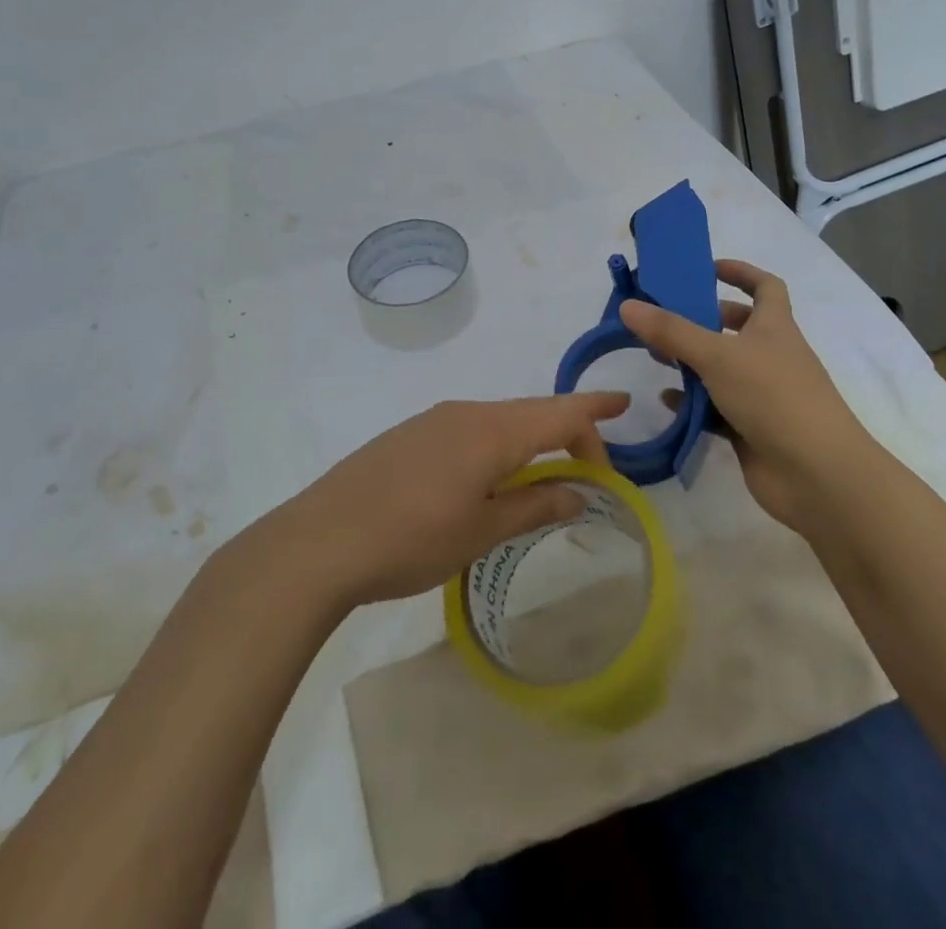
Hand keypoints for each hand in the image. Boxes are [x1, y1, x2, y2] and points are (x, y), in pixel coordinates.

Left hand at [273, 393, 629, 608]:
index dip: (595, 410)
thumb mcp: (481, 532)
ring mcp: (432, 420)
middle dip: (567, 429)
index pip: (558, 413)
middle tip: (593, 457)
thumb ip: (534, 508)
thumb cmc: (411, 540)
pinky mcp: (409, 435)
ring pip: (499, 420)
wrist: (321, 540)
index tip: (624, 405)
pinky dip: (497, 444)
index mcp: (491, 432)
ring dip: (530, 440)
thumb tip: (578, 493)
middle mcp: (465, 413)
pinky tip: (489, 476)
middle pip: (530, 412)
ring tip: (546, 472)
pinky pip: (469, 429)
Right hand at [621, 259, 866, 529]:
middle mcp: (771, 355)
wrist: (817, 475)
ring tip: (655, 358)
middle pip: (737, 327)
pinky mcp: (751, 428)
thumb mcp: (717, 355)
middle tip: (663, 319)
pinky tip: (667, 401)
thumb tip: (628, 305)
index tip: (705, 269)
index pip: (765, 286)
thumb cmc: (773, 397)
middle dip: (701, 321)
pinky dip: (694, 402)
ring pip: (722, 369)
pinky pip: (716, 408)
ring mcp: (763, 394)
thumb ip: (671, 331)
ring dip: (692, 362)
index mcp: (774, 327)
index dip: (740, 271)